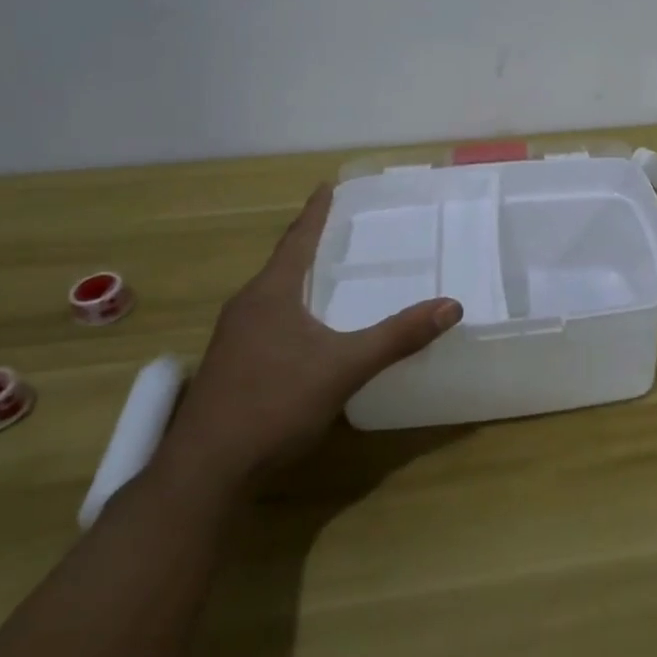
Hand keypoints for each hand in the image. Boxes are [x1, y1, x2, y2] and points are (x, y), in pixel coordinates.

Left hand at [159, 184, 462, 493]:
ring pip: (273, 295)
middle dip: (309, 244)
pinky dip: (292, 310)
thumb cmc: (274, 404)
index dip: (316, 212)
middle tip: (340, 228)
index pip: (297, 240)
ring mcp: (233, 339)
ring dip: (299, 279)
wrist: (205, 471)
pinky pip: (267, 321)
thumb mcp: (345, 367)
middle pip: (283, 264)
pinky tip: (307, 331)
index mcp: (270, 294)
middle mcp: (246, 307)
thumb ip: (398, 336)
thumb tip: (451, 305)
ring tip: (328, 274)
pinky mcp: (232, 367)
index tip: (327, 185)